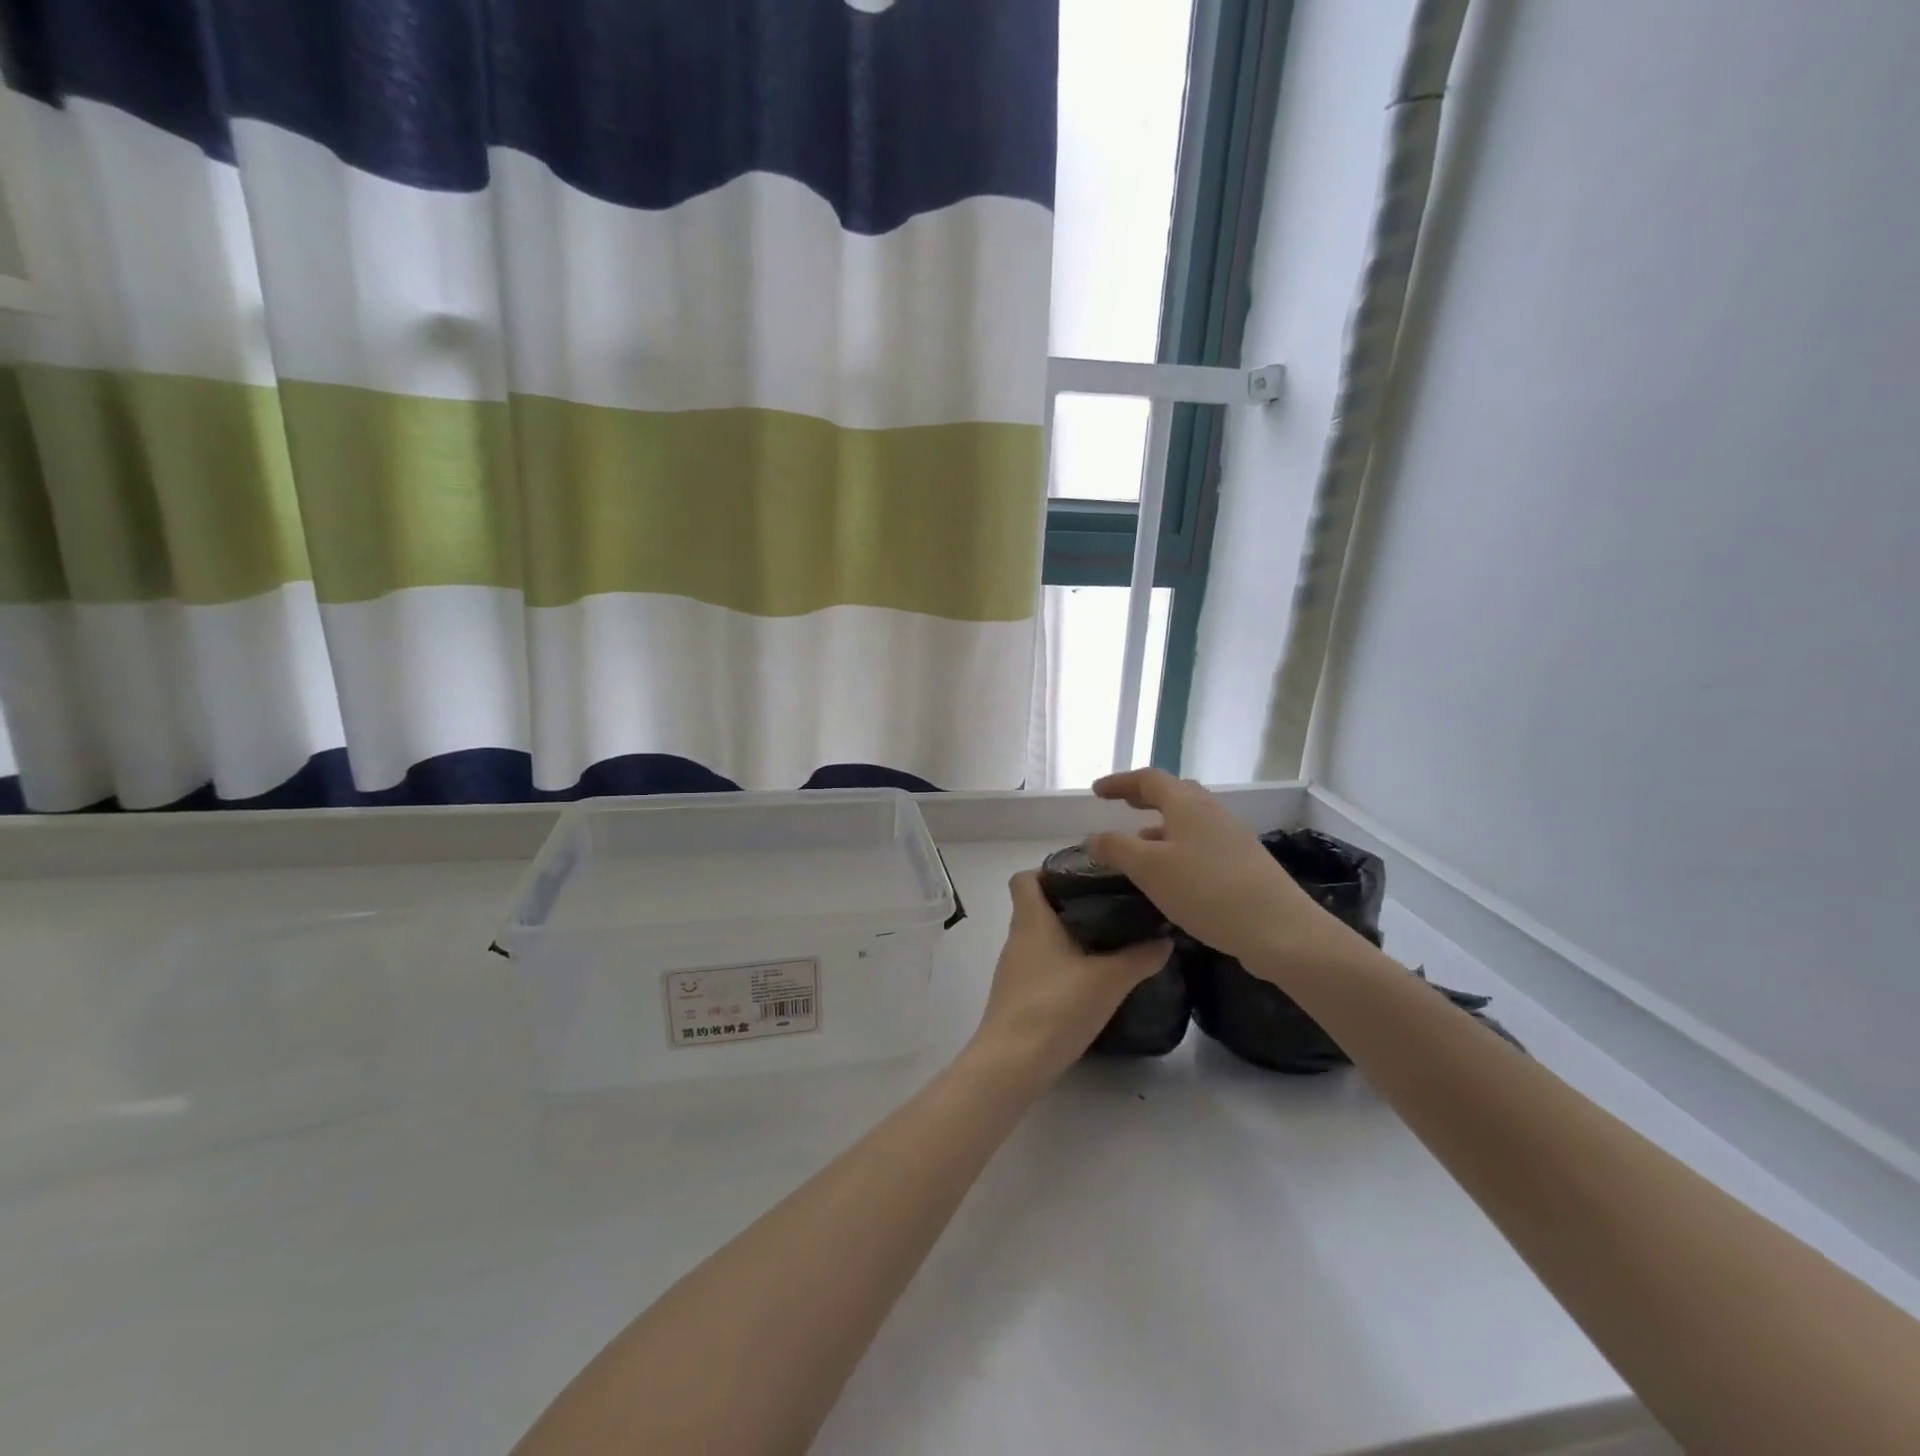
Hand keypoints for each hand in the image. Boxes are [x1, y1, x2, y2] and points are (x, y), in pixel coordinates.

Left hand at [968, 871, 1172, 1082]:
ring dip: (1068, 937)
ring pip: (1039, 939)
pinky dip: (1062, 966)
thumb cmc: (1055, 1007)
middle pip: (1036, 907)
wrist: (1013, 1064)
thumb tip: (1165, 939)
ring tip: (1108, 943)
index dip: (1048, 872)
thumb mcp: (1108, 980)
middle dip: (1070, 905)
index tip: (1083, 878)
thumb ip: (1139, 957)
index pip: (1024, 878)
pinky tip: (1090, 981)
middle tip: (1110, 909)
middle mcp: (1017, 938)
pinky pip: (1040, 967)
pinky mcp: (1017, 997)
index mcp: (1031, 920)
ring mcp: (1014, 970)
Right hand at [1087, 769, 1374, 976]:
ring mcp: (1232, 837)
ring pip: (1190, 819)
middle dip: (1145, 796)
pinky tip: (1173, 875)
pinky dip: (1178, 846)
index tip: (1097, 791)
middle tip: (1123, 805)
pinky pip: (1202, 842)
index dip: (1120, 782)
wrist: (1280, 930)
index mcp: (1187, 804)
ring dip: (1162, 824)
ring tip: (1140, 842)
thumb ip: (1117, 848)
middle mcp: (1211, 812)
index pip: (1148, 779)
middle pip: (1174, 793)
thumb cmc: (1207, 891)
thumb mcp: (1149, 869)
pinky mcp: (1244, 863)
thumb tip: (1094, 836)